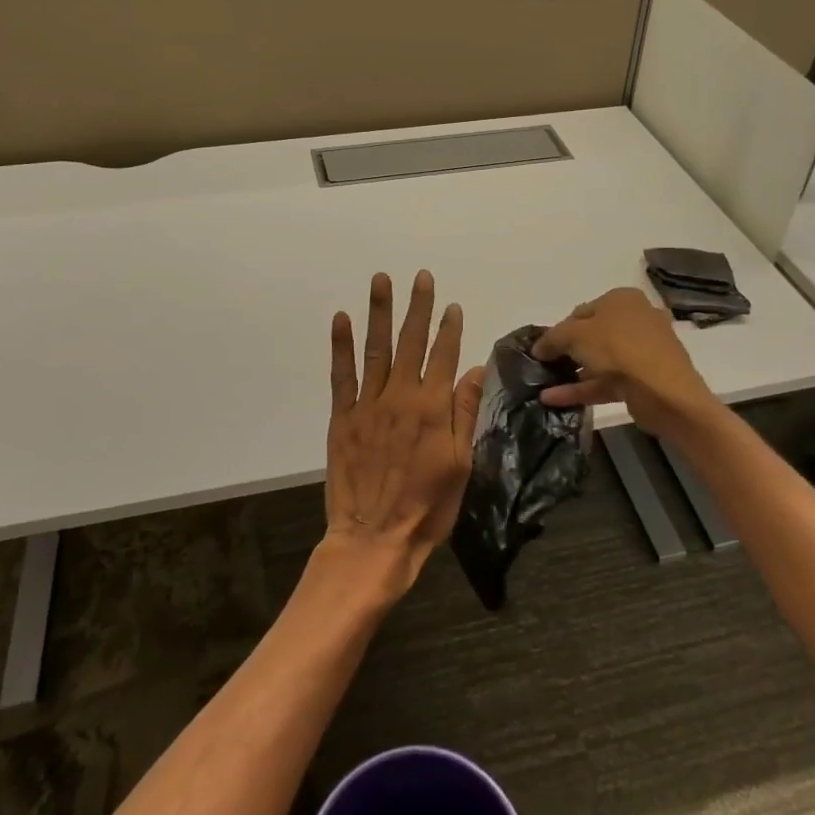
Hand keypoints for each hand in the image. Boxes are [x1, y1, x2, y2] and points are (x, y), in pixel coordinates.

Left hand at [323, 271, 484, 602]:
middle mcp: (400, 397)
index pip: (444, 357)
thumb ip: (465, 413)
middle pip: (411, 342)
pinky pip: (341, 374)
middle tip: (420, 277)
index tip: (452, 304)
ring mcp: (368, 404)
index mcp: (432, 408)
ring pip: (376, 349)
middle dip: (417, 307)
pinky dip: (341, 345)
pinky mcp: (342, 417)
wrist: (375, 537)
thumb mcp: (461, 465)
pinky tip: (342, 319)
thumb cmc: (427, 507)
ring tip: (381, 280)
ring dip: (379, 312)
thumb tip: (474, 369)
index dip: (449, 329)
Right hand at [533, 288, 717, 439]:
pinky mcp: (642, 380)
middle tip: (543, 366)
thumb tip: (538, 348)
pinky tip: (552, 399)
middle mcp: (635, 320)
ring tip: (542, 385)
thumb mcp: (575, 335)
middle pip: (591, 336)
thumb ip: (552, 338)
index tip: (542, 348)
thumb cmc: (618, 348)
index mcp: (622, 300)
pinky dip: (581, 389)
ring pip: (598, 361)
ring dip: (571, 373)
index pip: (582, 311)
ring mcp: (641, 352)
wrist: (664, 392)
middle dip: (566, 352)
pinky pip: (605, 381)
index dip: (558, 329)